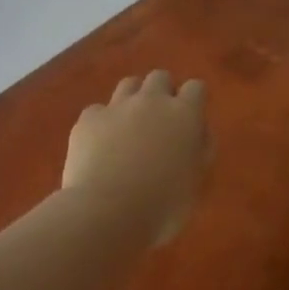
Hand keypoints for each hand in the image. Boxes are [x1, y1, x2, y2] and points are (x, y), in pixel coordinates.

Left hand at [64, 71, 209, 243]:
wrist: (107, 211)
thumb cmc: (162, 206)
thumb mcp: (195, 182)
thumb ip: (200, 150)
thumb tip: (197, 134)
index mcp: (184, 115)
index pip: (195, 88)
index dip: (193, 101)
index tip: (190, 119)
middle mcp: (151, 101)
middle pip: (160, 77)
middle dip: (162, 92)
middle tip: (160, 121)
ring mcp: (117, 106)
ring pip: (129, 84)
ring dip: (133, 99)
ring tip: (130, 126)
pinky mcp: (89, 118)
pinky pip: (98, 110)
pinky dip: (102, 122)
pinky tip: (100, 144)